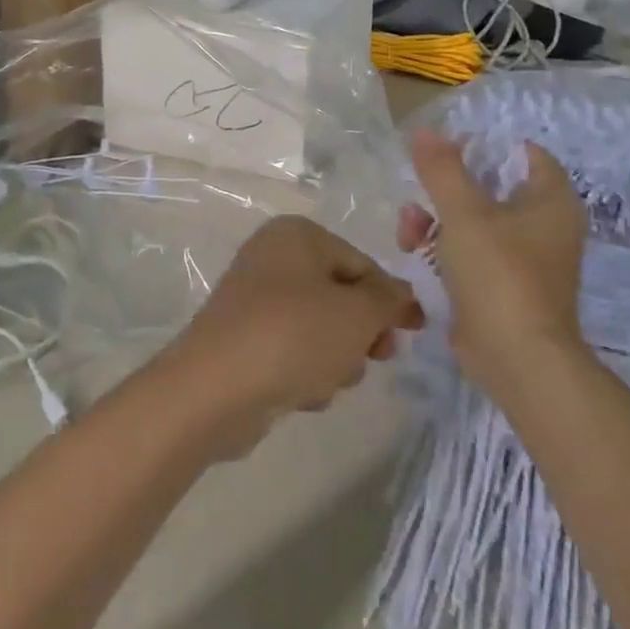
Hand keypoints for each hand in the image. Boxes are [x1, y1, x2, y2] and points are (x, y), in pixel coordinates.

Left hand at [161, 216, 422, 458]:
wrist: (215, 388)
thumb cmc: (293, 335)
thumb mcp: (357, 313)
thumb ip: (390, 300)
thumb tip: (404, 295)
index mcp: (297, 235)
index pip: (362, 264)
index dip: (391, 300)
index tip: (414, 333)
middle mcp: (273, 258)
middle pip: (341, 297)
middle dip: (360, 333)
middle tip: (376, 357)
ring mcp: (255, 300)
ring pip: (319, 330)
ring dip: (334, 359)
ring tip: (324, 379)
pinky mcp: (244, 340)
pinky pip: (292, 353)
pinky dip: (304, 373)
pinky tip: (299, 393)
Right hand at [397, 130, 588, 391]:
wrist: (517, 359)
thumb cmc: (499, 274)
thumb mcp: (464, 213)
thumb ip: (442, 169)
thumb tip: (424, 131)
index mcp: (550, 200)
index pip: (522, 153)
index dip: (484, 146)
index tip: (446, 150)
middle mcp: (544, 225)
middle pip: (489, 186)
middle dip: (445, 188)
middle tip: (418, 192)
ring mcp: (524, 258)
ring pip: (473, 220)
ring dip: (435, 219)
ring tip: (408, 232)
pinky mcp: (503, 285)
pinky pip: (471, 251)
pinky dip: (444, 248)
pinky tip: (415, 253)